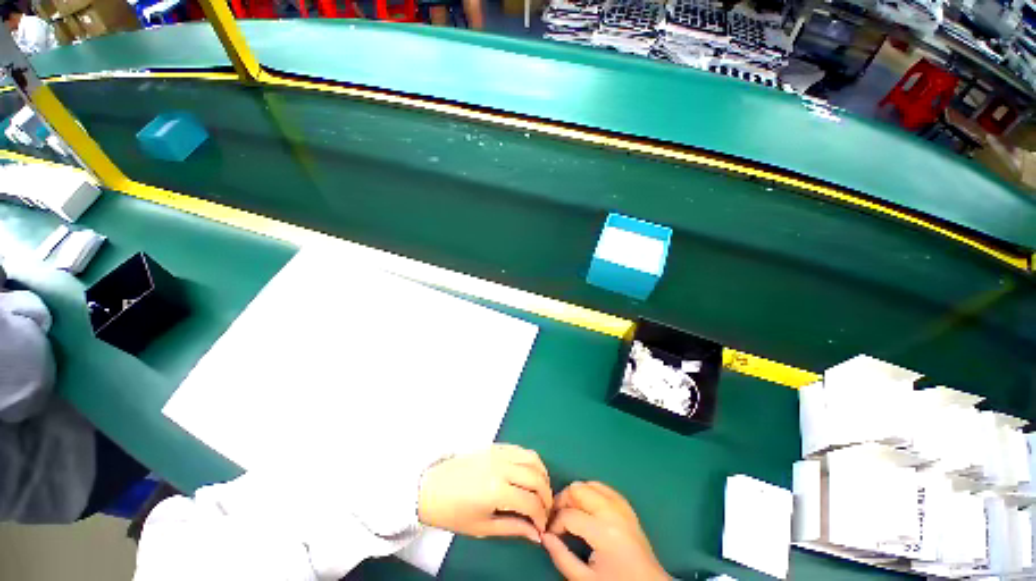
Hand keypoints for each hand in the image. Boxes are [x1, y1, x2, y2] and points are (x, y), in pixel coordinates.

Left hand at [418, 444, 552, 543]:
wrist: (431, 487)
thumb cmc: (453, 512)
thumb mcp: (482, 527)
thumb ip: (513, 528)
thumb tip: (537, 535)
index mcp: (497, 490)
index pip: (531, 502)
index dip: (541, 516)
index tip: (541, 526)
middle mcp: (502, 467)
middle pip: (536, 477)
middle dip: (546, 496)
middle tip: (545, 510)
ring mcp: (499, 452)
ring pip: (532, 457)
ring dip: (542, 474)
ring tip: (541, 490)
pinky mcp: (495, 445)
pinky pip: (520, 449)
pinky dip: (531, 460)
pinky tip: (529, 473)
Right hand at [542, 481, 668, 580]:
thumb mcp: (585, 580)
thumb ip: (562, 557)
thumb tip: (544, 536)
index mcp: (604, 532)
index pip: (569, 515)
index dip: (554, 524)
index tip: (549, 534)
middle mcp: (612, 512)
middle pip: (578, 490)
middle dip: (562, 501)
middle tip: (556, 518)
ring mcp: (621, 506)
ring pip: (590, 484)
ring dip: (576, 494)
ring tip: (569, 512)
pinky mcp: (627, 506)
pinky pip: (604, 488)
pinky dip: (591, 492)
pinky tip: (586, 507)